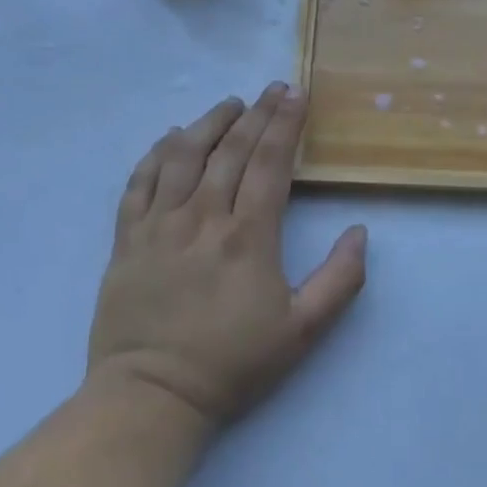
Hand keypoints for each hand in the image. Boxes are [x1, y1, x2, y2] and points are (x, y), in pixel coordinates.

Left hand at [87, 83, 367, 430]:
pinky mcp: (127, 239)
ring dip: (209, 123)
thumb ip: (340, 280)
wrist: (151, 397)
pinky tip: (173, 137)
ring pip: (183, 156)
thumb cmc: (232, 363)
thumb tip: (359, 231)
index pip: (270, 163)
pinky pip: (139, 182)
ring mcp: (159, 225)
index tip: (297, 94)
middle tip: (273, 89)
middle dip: (257, 113)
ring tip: (230, 104)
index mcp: (247, 236)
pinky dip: (157, 153)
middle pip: (231, 150)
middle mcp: (202, 218)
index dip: (285, 124)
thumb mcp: (303, 331)